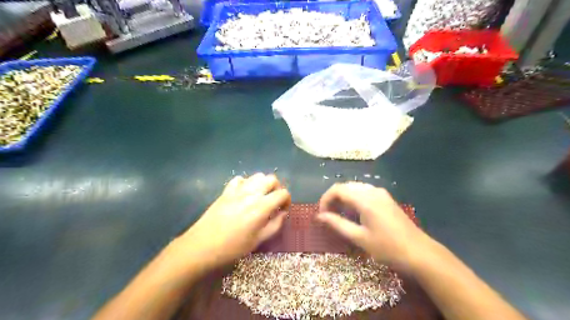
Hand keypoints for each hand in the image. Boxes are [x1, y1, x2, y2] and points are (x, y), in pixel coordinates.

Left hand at [175, 173, 290, 271]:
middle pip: (271, 179)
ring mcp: (237, 190)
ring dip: (263, 184)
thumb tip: (283, 213)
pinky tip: (244, 195)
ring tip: (261, 197)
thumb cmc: (233, 247)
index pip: (282, 193)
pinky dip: (246, 183)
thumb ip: (275, 225)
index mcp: (261, 206)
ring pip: (257, 176)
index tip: (284, 209)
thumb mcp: (258, 240)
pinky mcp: (226, 191)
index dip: (287, 200)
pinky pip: (240, 179)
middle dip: (277, 188)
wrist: (202, 246)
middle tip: (274, 201)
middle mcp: (251, 193)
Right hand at [319, 182, 424, 265]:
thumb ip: (337, 224)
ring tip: (339, 214)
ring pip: (355, 188)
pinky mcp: (386, 198)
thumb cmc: (387, 248)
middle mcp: (372, 191)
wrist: (420, 253)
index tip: (321, 215)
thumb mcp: (359, 238)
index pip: (337, 189)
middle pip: (345, 186)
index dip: (325, 199)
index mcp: (365, 199)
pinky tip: (354, 212)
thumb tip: (319, 216)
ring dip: (343, 198)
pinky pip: (364, 192)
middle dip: (333, 198)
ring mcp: (381, 193)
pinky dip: (354, 198)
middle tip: (328, 216)